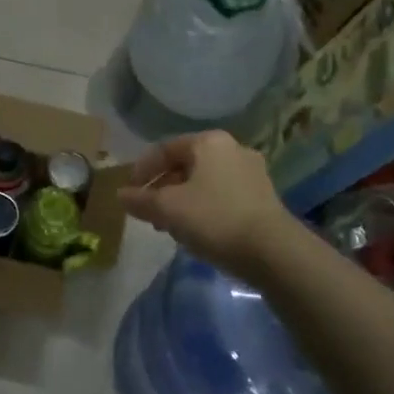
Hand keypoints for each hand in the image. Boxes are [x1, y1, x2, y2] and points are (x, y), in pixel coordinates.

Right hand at [117, 131, 295, 281]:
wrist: (272, 251)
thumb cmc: (214, 218)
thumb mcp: (168, 209)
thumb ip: (141, 200)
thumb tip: (121, 195)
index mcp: (209, 142)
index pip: (165, 148)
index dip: (142, 170)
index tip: (129, 192)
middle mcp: (232, 149)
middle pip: (185, 164)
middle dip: (162, 187)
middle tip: (147, 211)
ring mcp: (252, 173)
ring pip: (204, 182)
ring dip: (181, 200)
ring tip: (167, 225)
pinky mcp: (262, 197)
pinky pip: (222, 196)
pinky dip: (202, 207)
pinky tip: (195, 231)